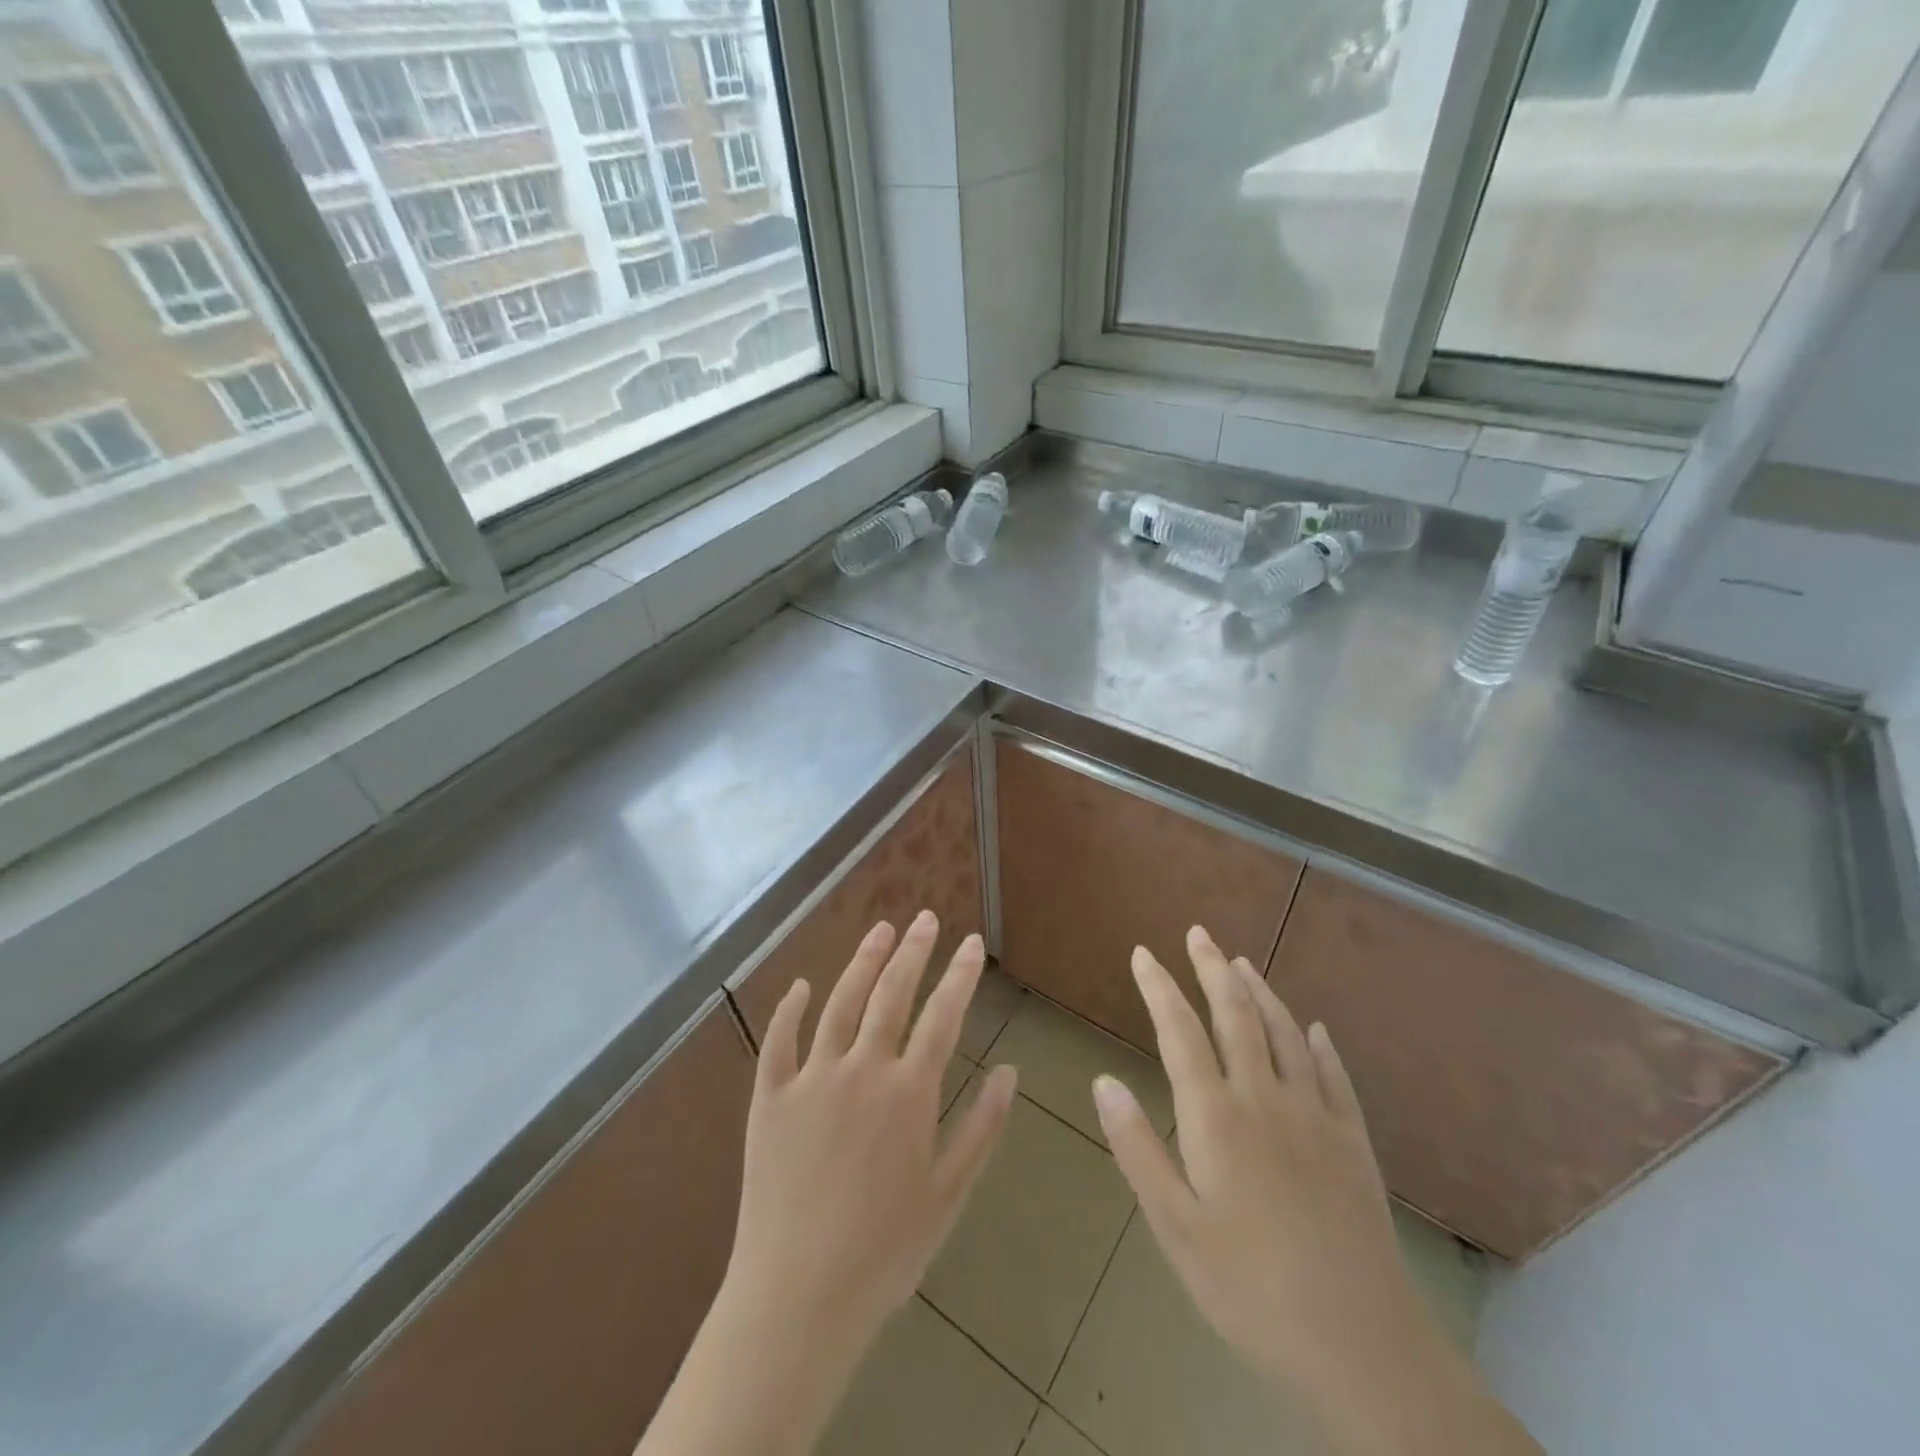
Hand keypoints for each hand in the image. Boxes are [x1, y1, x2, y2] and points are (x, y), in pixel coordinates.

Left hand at [636, 911, 1015, 1455]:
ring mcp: (811, 1079)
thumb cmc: (884, 1253)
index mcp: (908, 1093)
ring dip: (863, 961)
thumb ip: (982, 1128)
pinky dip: (792, 1008)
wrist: (797, 1300)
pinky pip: (779, 1041)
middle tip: (925, 918)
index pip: (942, 1016)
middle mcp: (861, 1070)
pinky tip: (803, 983)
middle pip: (891, 994)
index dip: (959, 975)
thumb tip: (1010, 1071)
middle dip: (913, 952)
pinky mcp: (769, 1098)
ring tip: (881, 930)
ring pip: (840, 1002)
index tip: (972, 943)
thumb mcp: (948, 1195)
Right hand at [1093, 926, 1539, 1455]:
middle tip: (1197, 933)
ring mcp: (1316, 1117)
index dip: (1159, 987)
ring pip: (1285, 1033)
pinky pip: (1334, 1075)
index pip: (1180, 1032)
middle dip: (1212, 969)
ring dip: (1260, 992)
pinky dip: (1318, 1044)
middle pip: (1235, 1016)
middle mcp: (1266, 1100)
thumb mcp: (1175, 1228)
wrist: (1363, 1348)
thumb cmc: (1250, 1290)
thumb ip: (1138, 1148)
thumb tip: (1103, 1081)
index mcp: (1217, 1117)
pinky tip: (1314, 1029)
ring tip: (1241, 962)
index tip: (1142, 953)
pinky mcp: (1354, 1143)